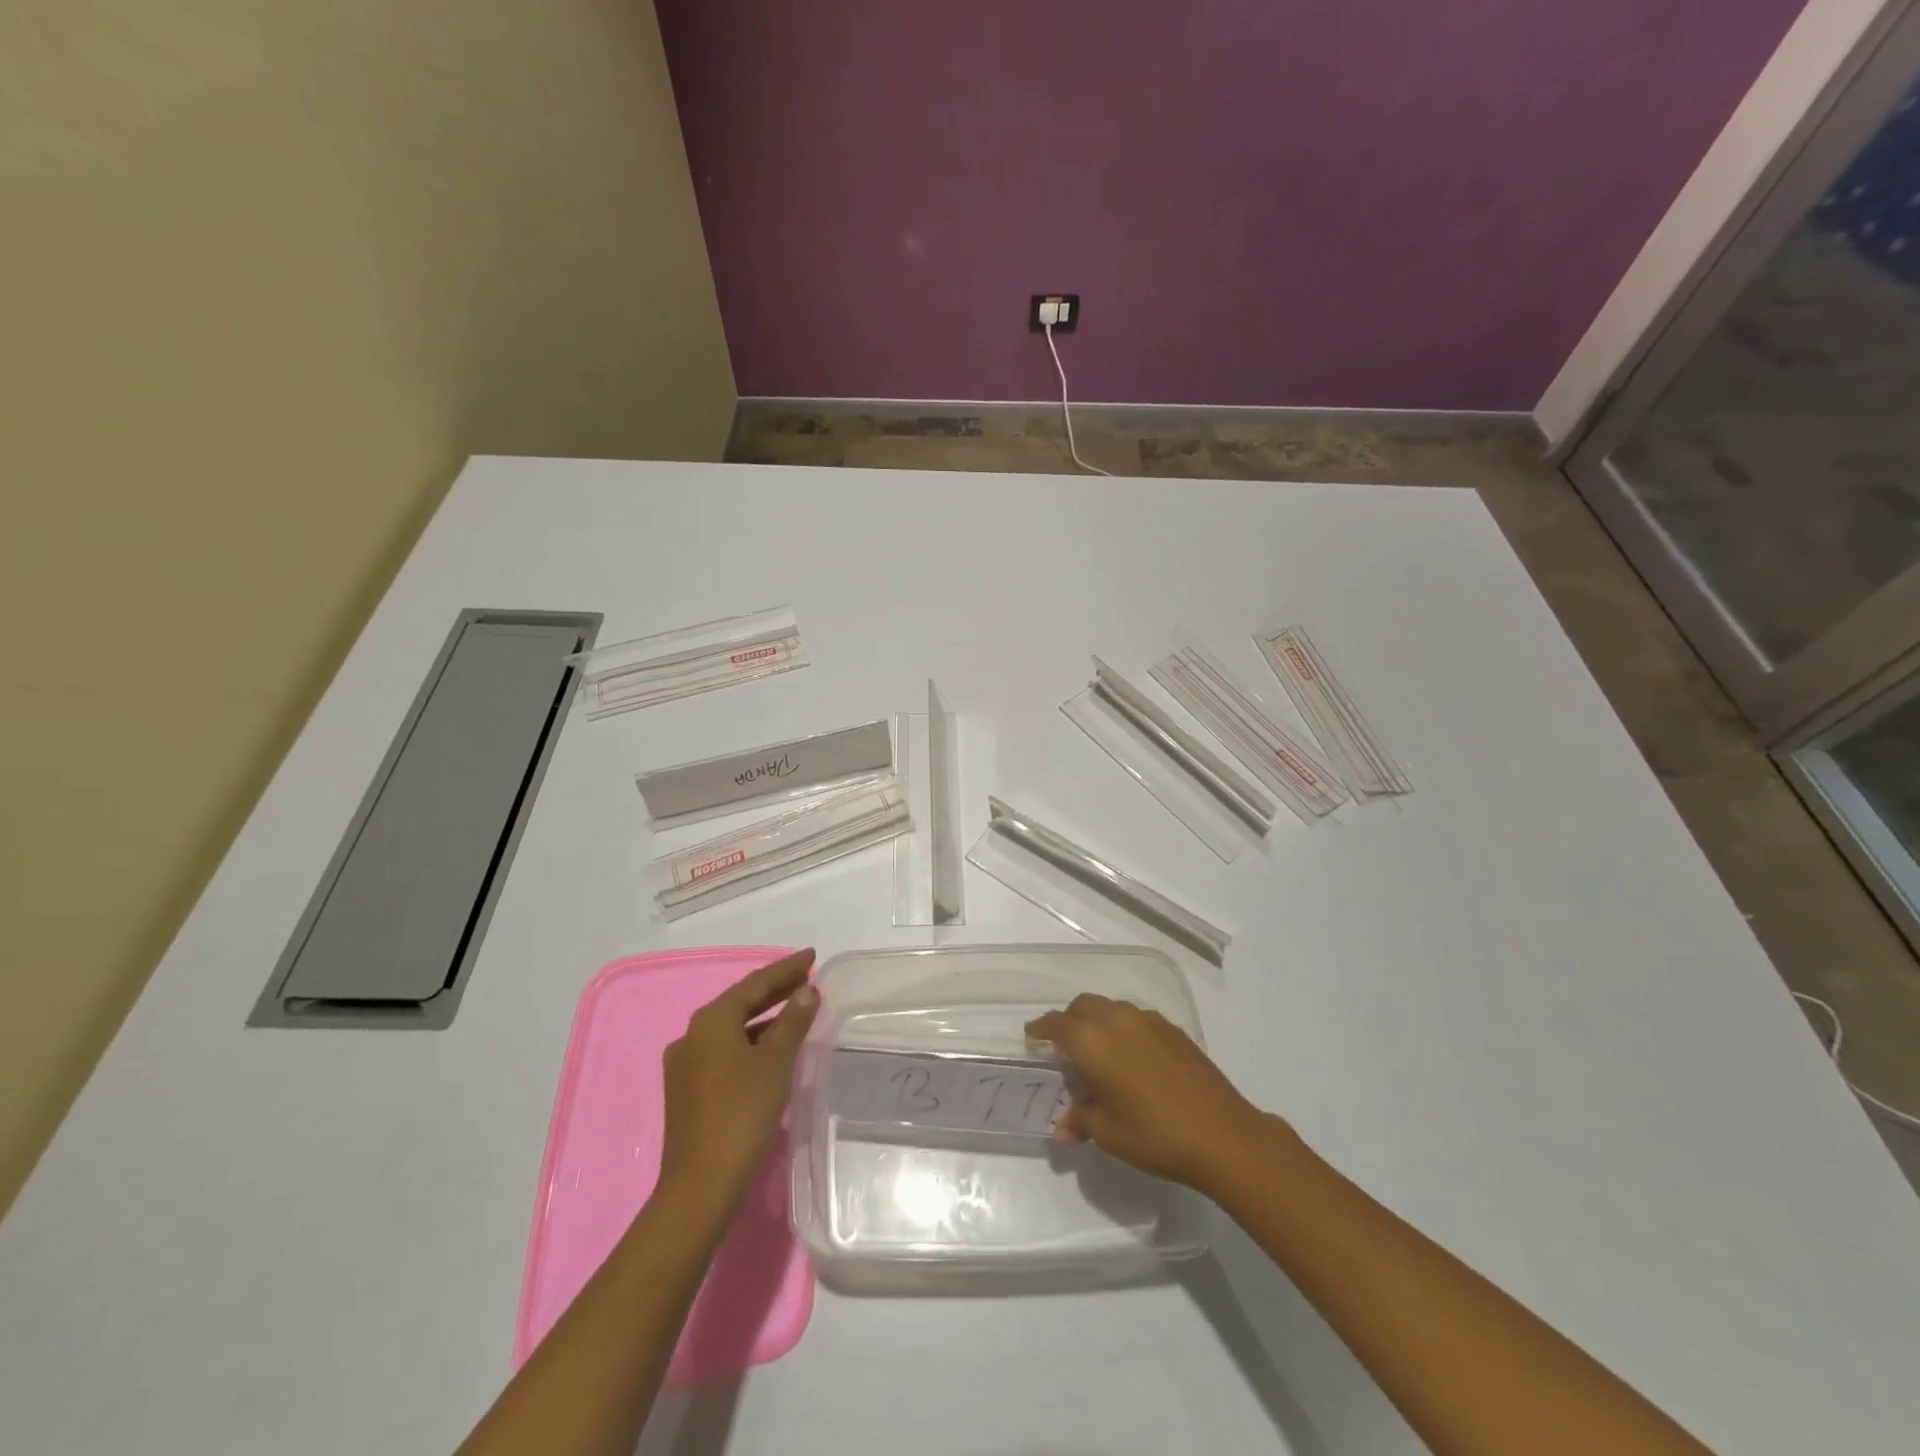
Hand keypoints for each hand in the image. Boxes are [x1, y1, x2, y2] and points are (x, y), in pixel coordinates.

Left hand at [658, 948, 819, 1213]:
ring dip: (764, 1018)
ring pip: (732, 1029)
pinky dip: (750, 1042)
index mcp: (711, 1020)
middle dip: (775, 990)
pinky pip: (724, 1051)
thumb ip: (793, 1021)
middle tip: (807, 978)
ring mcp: (685, 1064)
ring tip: (796, 1012)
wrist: (700, 1184)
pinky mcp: (686, 1090)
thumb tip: (807, 990)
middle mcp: (692, 1034)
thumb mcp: (775, 1061)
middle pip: (741, 1003)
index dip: (786, 968)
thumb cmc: (742, 1112)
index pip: (755, 983)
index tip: (812, 956)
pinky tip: (770, 1051)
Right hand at [1026, 993, 1279, 1191]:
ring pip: (1111, 1008)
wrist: (1221, 1133)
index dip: (1041, 1028)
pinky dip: (1124, 1029)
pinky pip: (1137, 1019)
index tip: (1032, 1037)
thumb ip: (1081, 1121)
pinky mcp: (1173, 1029)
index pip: (1056, 1025)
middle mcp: (1116, 1019)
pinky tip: (1133, 1058)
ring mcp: (1148, 1020)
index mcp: (1092, 1041)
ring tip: (1101, 1053)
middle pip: (1083, 1006)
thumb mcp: (1108, 1134)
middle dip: (1070, 1020)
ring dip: (1098, 1022)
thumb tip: (1063, 1128)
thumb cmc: (1153, 1134)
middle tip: (1066, 1046)